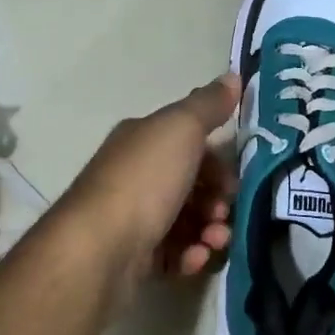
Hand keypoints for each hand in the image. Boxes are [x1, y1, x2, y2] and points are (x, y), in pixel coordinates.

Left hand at [52, 73, 240, 309]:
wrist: (98, 250)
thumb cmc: (143, 182)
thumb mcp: (181, 130)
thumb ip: (208, 105)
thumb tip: (233, 75)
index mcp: (142, 139)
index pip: (188, 142)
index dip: (217, 158)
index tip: (235, 178)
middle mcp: (135, 175)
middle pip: (190, 184)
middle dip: (217, 199)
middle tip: (225, 213)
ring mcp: (133, 218)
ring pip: (186, 221)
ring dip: (210, 230)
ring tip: (215, 241)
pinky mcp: (134, 258)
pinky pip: (172, 254)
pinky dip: (189, 256)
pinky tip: (195, 259)